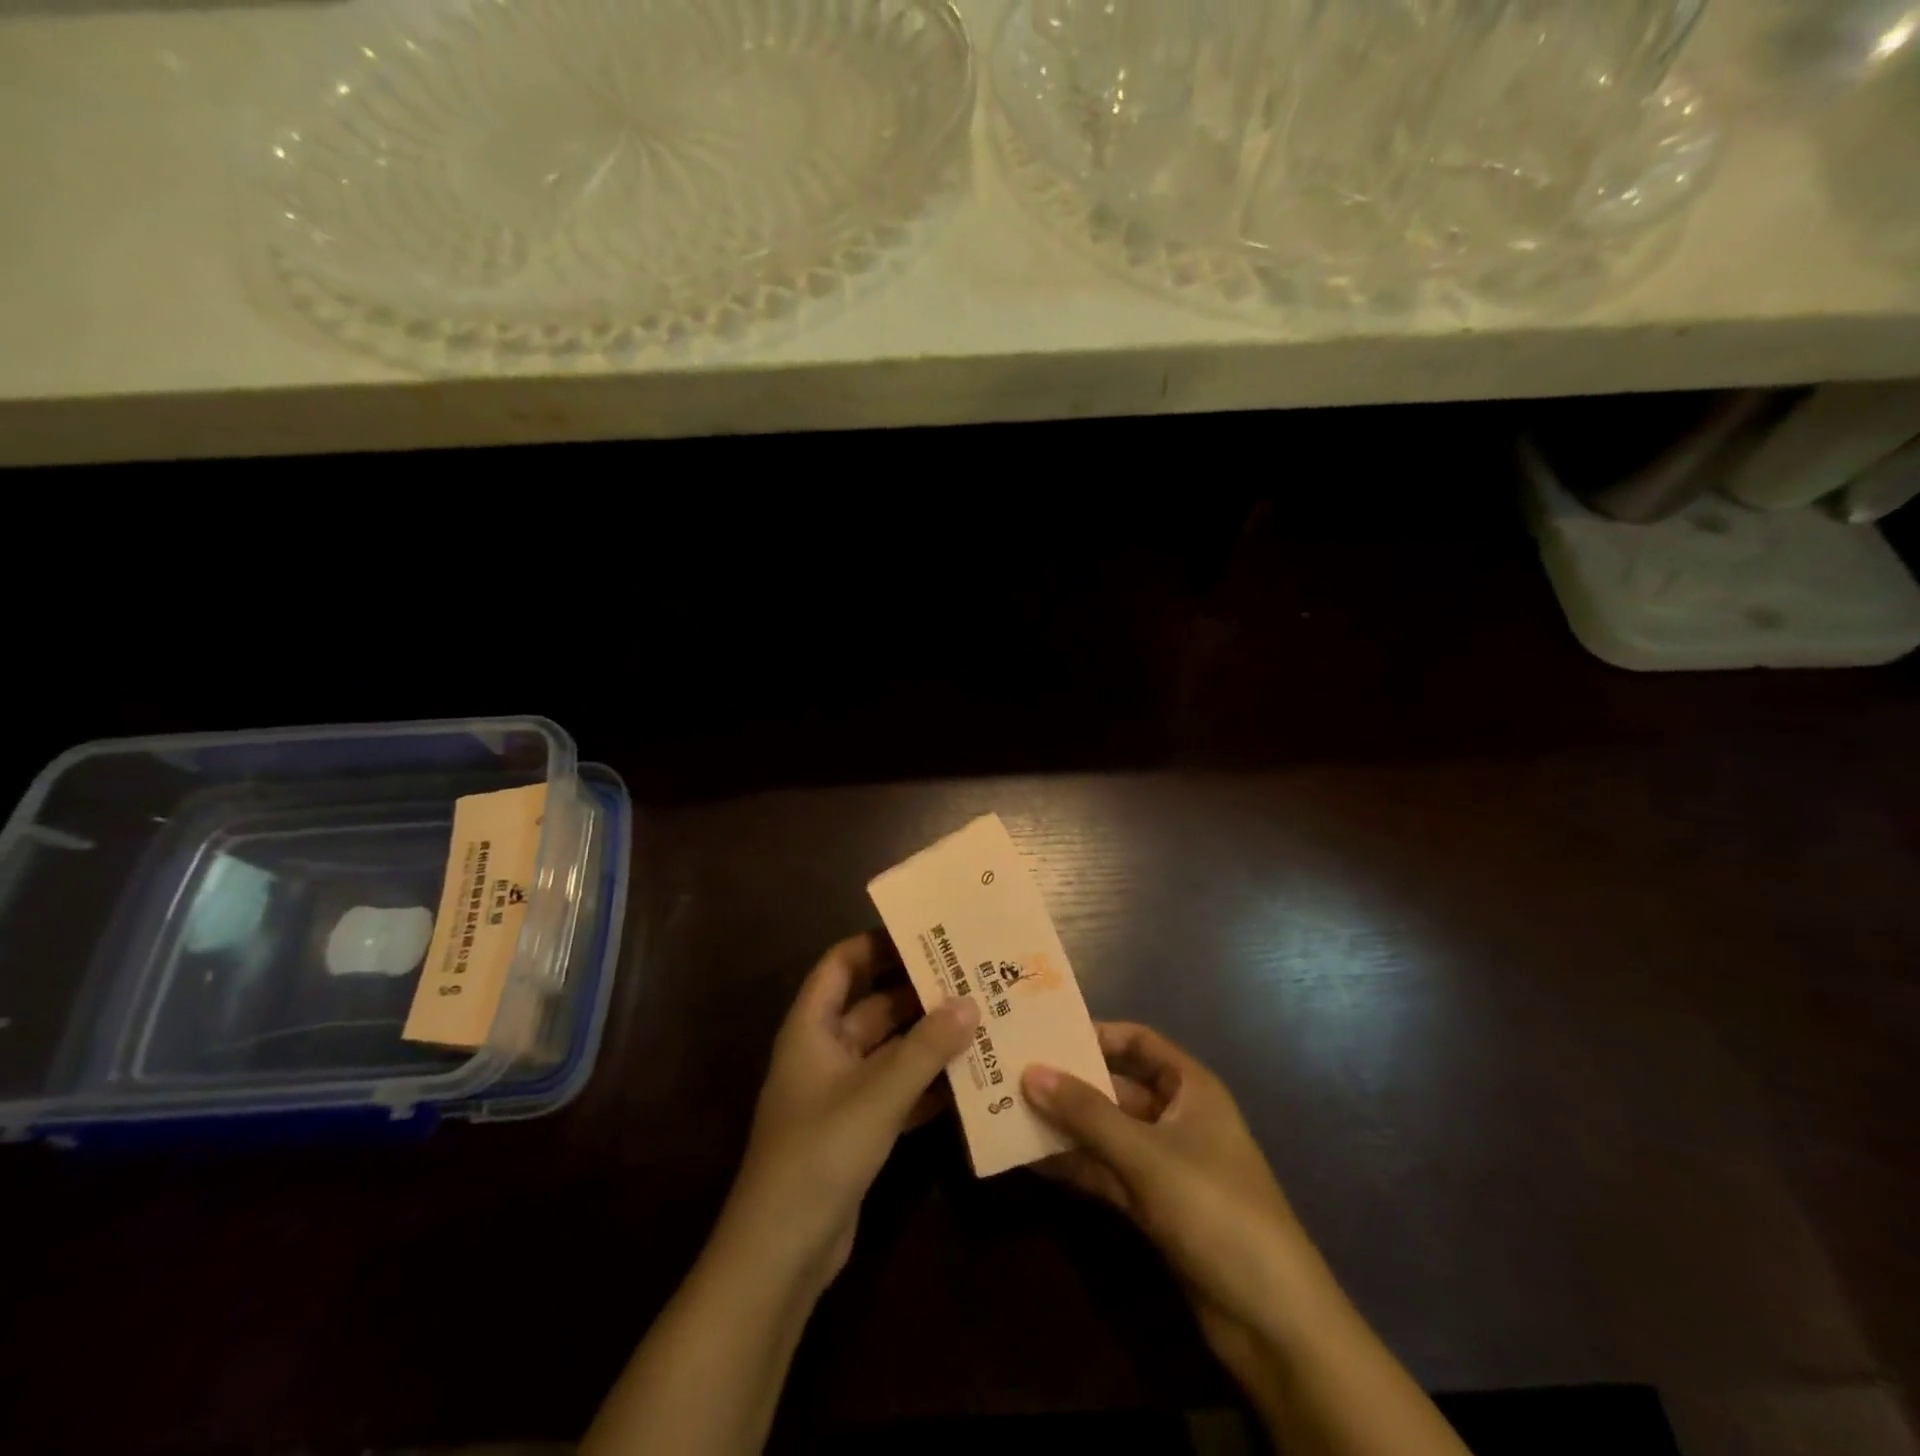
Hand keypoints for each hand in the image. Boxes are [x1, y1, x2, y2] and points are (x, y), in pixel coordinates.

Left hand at [717, 932, 979, 1295]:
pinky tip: (970, 1077)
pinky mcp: (858, 1128)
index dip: (877, 944)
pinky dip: (927, 1082)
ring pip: (890, 1049)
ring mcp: (842, 1091)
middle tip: (970, 975)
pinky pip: (898, 1089)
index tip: (926, 934)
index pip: (841, 964)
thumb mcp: (877, 1095)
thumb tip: (970, 1002)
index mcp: (812, 1028)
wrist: (781, 1254)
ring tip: (981, 1017)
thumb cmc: (819, 1154)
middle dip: (918, 991)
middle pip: (873, 1005)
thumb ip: (926, 1049)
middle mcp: (825, 1051)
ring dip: (929, 1038)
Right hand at [1022, 1024, 1312, 1349]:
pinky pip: (1108, 1171)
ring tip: (1011, 1112)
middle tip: (1014, 1073)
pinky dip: (1076, 1165)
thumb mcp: (1146, 1154)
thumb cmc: (1215, 1209)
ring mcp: (1166, 1164)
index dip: (1097, 1033)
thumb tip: (1030, 1072)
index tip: (1047, 1033)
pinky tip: (1033, 1160)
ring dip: (1067, 1125)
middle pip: (1117, 1087)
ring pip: (1108, 1132)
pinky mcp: (1155, 1207)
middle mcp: (1178, 1118)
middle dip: (1071, 1082)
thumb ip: (1086, 1113)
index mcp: (1191, 1088)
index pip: (1140, 1042)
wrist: (1271, 1320)